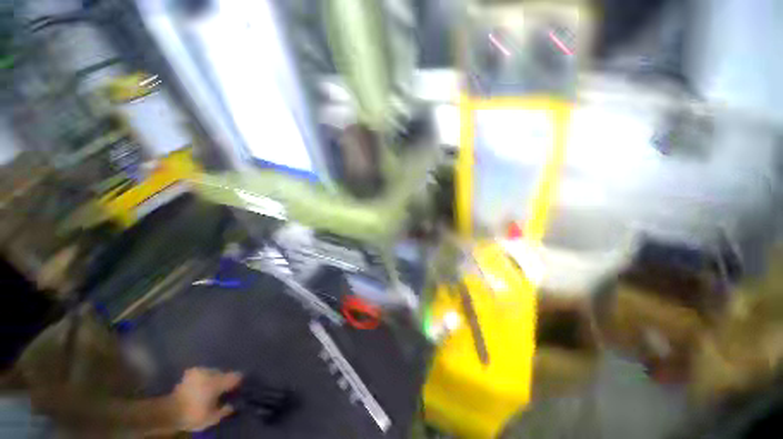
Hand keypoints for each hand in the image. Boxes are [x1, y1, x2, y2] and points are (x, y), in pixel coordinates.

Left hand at [170, 367, 241, 431]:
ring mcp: (199, 370)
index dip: (238, 382)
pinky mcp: (190, 372)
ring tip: (210, 389)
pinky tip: (201, 386)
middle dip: (223, 380)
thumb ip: (224, 410)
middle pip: (223, 373)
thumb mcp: (211, 418)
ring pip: (212, 372)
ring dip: (213, 379)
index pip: (236, 376)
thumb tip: (232, 405)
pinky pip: (202, 373)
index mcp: (218, 382)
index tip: (238, 388)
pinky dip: (204, 379)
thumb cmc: (193, 414)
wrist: (167, 411)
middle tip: (222, 391)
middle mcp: (210, 372)